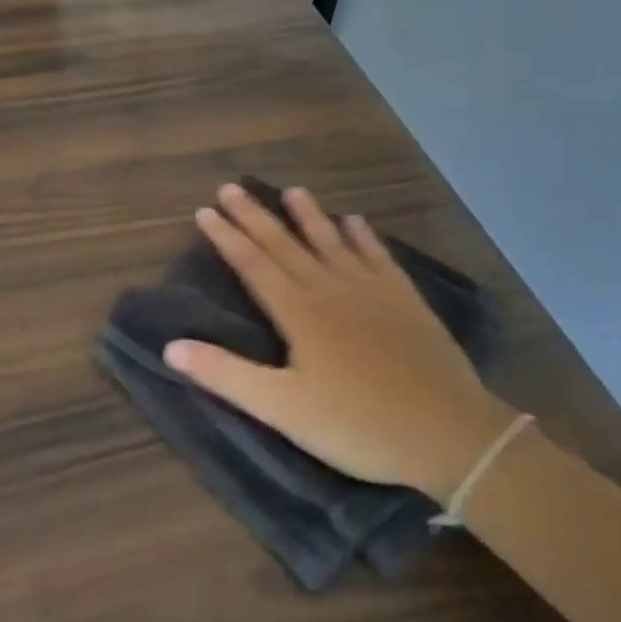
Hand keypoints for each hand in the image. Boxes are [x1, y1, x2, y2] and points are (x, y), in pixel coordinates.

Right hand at [165, 184, 516, 500]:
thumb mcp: (282, 409)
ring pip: (332, 242)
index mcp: (299, 312)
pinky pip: (379, 257)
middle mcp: (331, 289)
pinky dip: (364, 237)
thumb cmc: (357, 425)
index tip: (205, 210)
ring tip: (292, 190)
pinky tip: (357, 222)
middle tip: (231, 187)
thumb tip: (170, 346)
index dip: (227, 237)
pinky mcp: (405, 301)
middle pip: (286, 245)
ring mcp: (372, 290)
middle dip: (256, 216)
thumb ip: (226, 375)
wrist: (449, 434)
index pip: (253, 264)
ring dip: (309, 216)